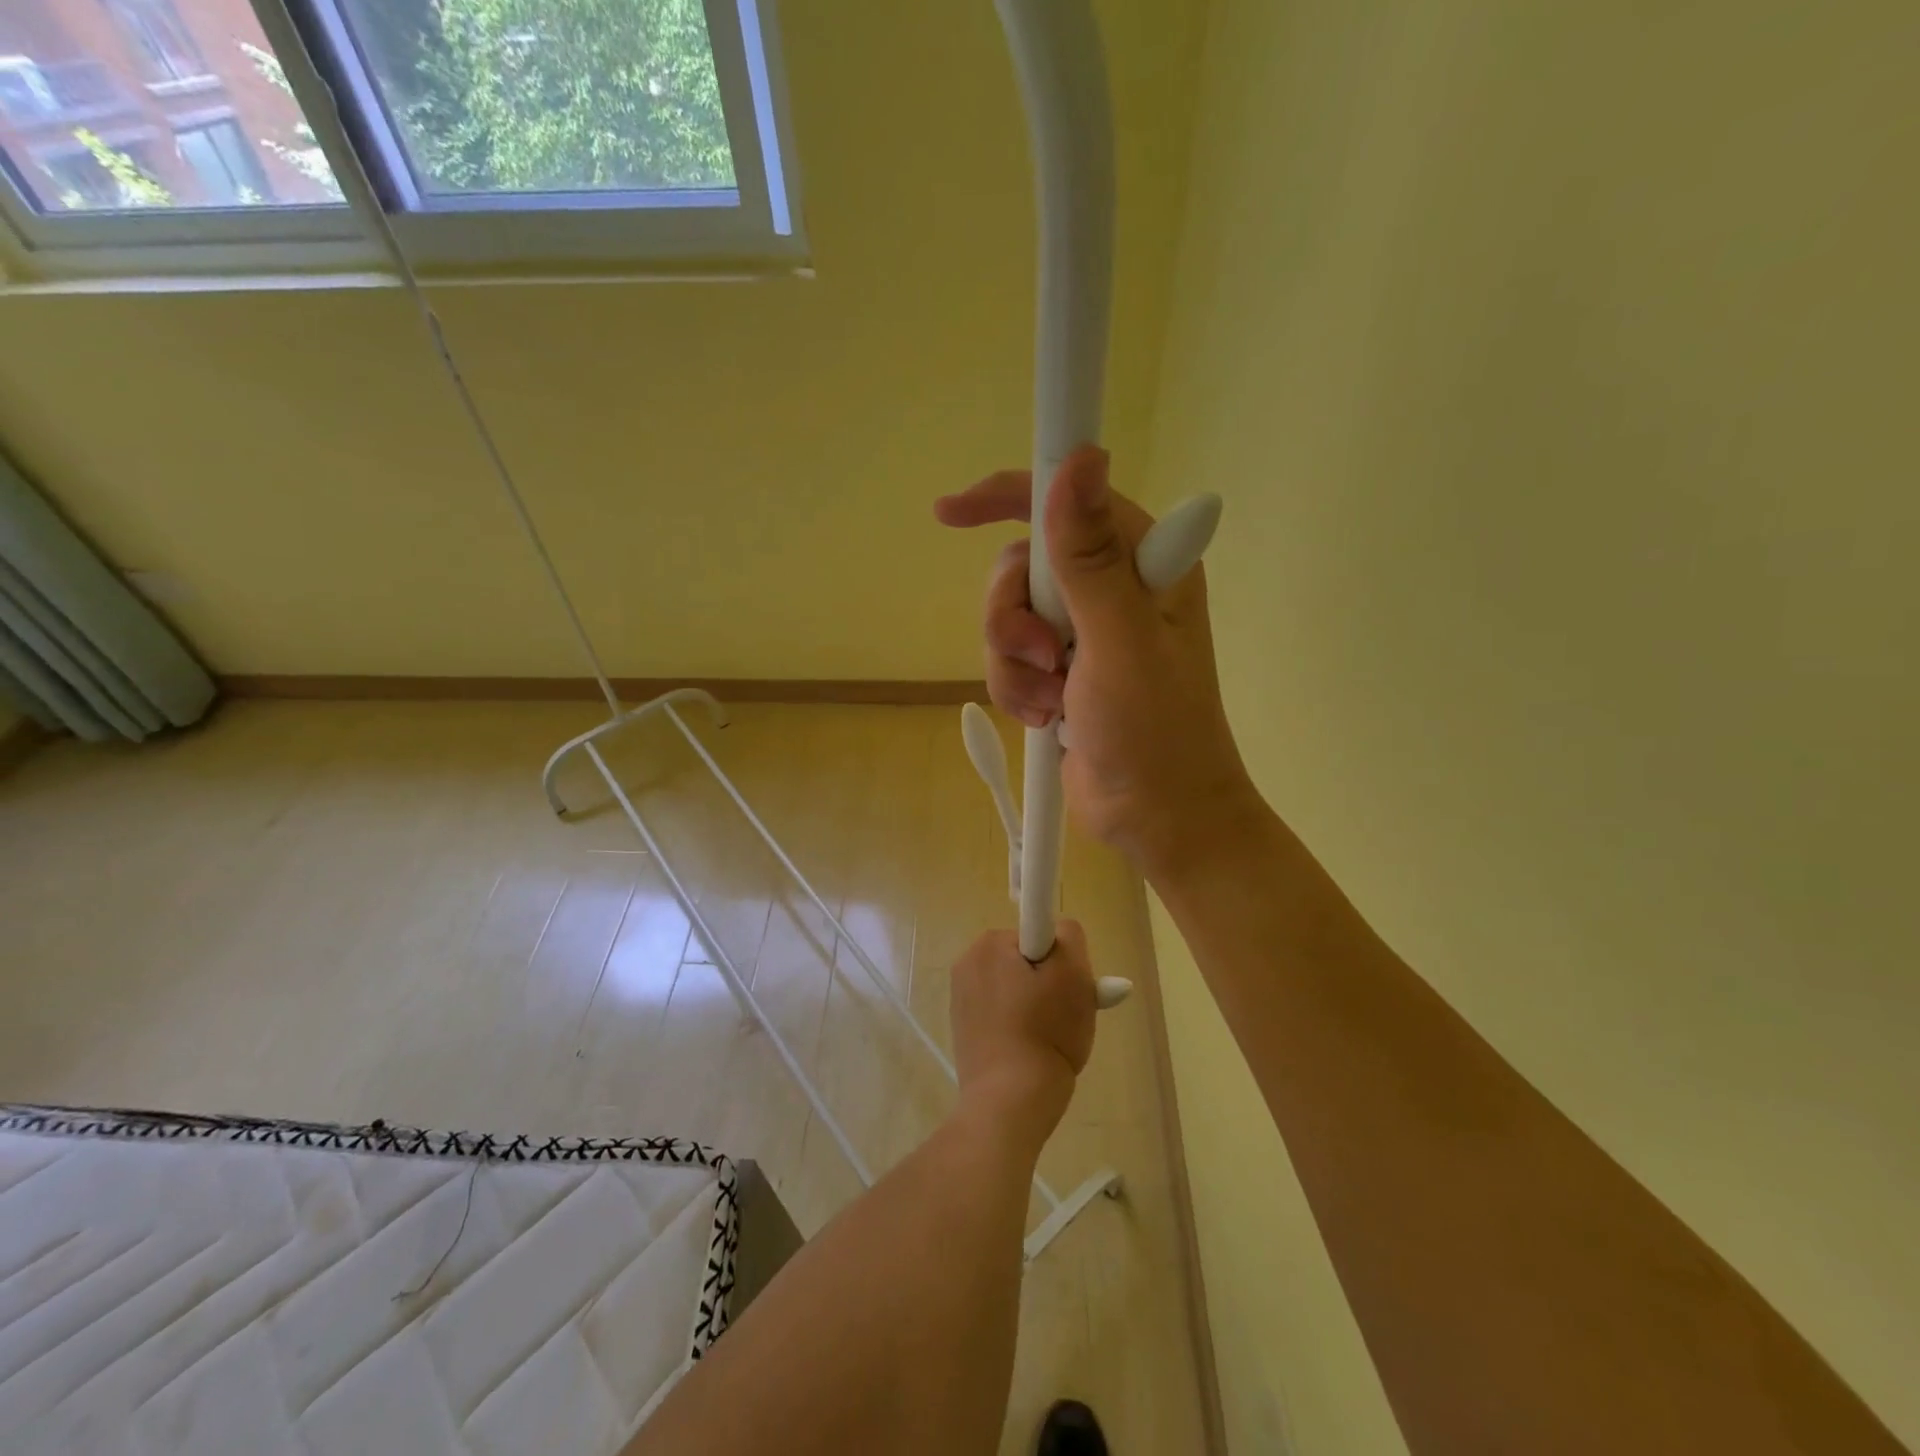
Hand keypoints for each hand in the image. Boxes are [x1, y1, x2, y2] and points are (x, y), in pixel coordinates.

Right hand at [936, 447, 1259, 879]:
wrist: (1155, 816)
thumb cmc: (1154, 731)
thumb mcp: (1119, 641)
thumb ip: (1090, 557)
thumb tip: (1081, 459)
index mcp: (1143, 564)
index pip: (1067, 501)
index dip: (1007, 497)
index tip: (950, 513)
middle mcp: (1111, 588)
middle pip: (1021, 567)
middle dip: (1013, 618)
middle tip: (1045, 658)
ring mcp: (1083, 633)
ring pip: (1006, 618)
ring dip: (1015, 665)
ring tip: (1049, 702)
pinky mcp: (1061, 671)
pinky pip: (1009, 659)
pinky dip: (1016, 689)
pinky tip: (1045, 718)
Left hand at [949, 923, 1096, 1140]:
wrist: (1009, 1102)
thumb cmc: (1045, 1031)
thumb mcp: (1073, 974)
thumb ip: (1070, 937)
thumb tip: (1060, 931)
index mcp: (988, 944)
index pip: (1039, 934)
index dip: (1061, 961)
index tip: (1069, 990)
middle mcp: (967, 963)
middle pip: (1027, 961)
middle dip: (1050, 983)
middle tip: (1067, 1016)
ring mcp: (961, 998)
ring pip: (1017, 989)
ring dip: (1038, 1006)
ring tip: (1052, 1039)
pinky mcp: (963, 1029)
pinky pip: (1004, 1015)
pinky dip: (1021, 1027)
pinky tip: (1032, 1053)